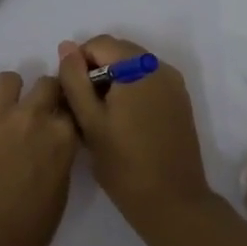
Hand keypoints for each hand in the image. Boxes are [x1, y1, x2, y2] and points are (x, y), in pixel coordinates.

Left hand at [0, 71, 78, 245]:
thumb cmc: (25, 231)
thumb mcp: (59, 194)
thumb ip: (59, 161)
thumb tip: (51, 149)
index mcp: (62, 138)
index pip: (71, 107)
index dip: (64, 114)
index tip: (58, 122)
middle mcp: (33, 116)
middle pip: (46, 83)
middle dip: (42, 95)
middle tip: (30, 115)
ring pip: (8, 78)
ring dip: (7, 93)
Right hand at [57, 35, 215, 230]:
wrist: (172, 202)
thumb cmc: (124, 164)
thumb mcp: (90, 121)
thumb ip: (74, 80)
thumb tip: (66, 47)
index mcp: (138, 68)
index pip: (99, 43)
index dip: (78, 63)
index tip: (72, 96)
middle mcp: (160, 67)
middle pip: (118, 52)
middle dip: (96, 71)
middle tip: (84, 109)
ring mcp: (174, 84)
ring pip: (133, 67)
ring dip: (113, 82)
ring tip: (103, 118)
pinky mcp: (180, 101)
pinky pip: (148, 82)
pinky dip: (131, 91)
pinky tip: (124, 123)